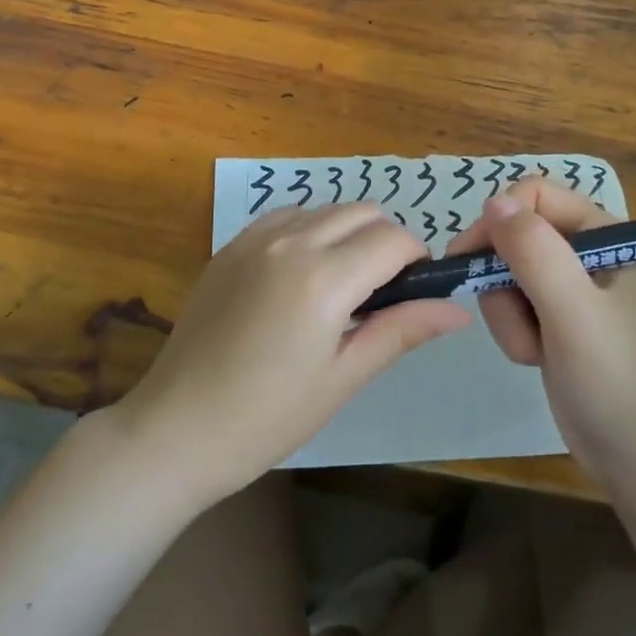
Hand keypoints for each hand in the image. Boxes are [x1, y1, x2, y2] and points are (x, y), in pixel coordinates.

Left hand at [109, 203, 469, 506]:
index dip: (417, 259)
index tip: (416, 291)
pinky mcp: (232, 243)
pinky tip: (302, 273)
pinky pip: (288, 216)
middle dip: (387, 241)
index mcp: (323, 277)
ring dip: (349, 232)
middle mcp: (292, 241)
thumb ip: (401, 331)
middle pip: (363, 212)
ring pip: (326, 209)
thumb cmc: (266, 417)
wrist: (177, 427)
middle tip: (383, 292)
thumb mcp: (342, 378)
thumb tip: (458, 309)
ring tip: (342, 285)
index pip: (394, 239)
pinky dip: (310, 230)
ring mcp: (256, 237)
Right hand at [454, 180, 635, 490]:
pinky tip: (536, 358)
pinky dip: (514, 330)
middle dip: (502, 277)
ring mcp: (572, 289)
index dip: (499, 221)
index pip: (534, 195)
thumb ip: (534, 251)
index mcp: (605, 233)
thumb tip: (492, 201)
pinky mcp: (558, 321)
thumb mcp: (573, 311)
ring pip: (507, 271)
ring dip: (507, 312)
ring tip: (533, 349)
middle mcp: (588, 252)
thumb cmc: (617, 381)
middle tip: (509, 315)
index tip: (474, 260)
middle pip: (515, 233)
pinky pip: (514, 304)